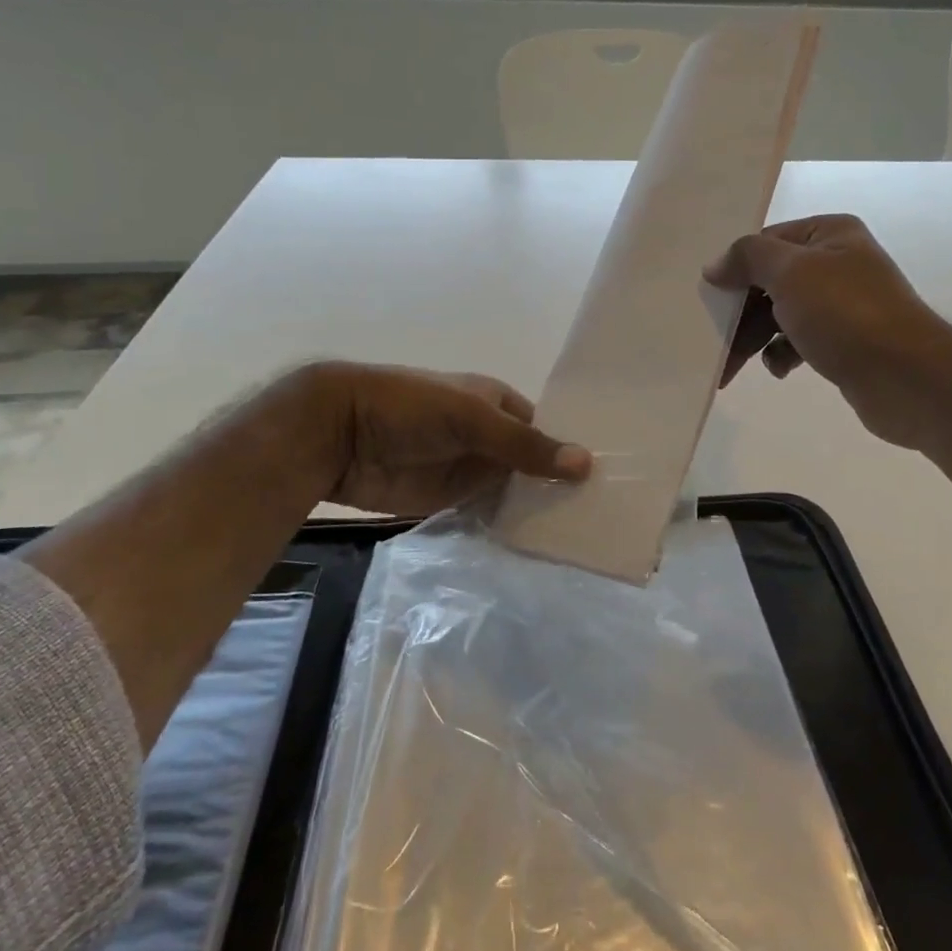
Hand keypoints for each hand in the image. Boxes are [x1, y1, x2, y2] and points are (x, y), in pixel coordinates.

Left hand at [300, 361, 590, 516]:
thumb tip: (586, 464)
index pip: (547, 429)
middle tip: (606, 513)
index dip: (573, 450)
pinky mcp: (451, 500)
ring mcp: (471, 471)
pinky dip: (510, 526)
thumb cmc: (411, 408)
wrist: (340, 434)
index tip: (611, 477)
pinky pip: (489, 514)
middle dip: (561, 484)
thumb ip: (525, 446)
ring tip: (586, 533)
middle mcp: (491, 438)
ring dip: (539, 508)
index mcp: (499, 405)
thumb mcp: (473, 419)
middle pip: (534, 464)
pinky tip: (541, 545)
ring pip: (515, 491)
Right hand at [705, 215, 944, 446]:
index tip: (707, 296)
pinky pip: (798, 342)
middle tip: (711, 339)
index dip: (736, 267)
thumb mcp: (790, 273)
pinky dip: (781, 354)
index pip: (767, 242)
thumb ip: (747, 259)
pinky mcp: (844, 342)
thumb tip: (714, 265)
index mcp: (829, 234)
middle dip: (740, 312)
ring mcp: (842, 305)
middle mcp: (837, 263)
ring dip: (753, 338)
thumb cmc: (845, 314)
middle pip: (770, 281)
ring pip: (780, 315)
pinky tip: (779, 369)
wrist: (906, 377)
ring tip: (730, 368)